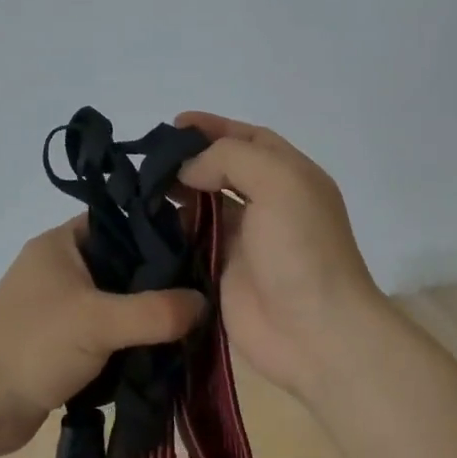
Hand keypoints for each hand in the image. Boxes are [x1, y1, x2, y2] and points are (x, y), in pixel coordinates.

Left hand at [0, 219, 206, 457]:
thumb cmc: (34, 346)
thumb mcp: (99, 322)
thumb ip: (155, 312)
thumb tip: (205, 302)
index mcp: (62, 243)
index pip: (122, 222)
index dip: (160, 231)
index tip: (203, 248)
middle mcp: (62, 267)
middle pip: (124, 264)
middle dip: (161, 281)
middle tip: (208, 292)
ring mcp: (62, 306)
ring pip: (118, 301)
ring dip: (148, 316)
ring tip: (196, 324)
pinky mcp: (64, 341)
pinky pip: (109, 332)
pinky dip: (132, 341)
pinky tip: (167, 351)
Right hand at [173, 111, 390, 401]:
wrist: (315, 333)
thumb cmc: (301, 250)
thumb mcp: (279, 183)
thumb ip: (230, 159)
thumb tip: (189, 170)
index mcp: (290, 177)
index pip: (249, 139)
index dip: (214, 127)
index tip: (174, 125)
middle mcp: (268, 203)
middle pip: (222, 169)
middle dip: (189, 160)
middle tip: (149, 160)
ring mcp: (244, 239)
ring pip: (203, 204)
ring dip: (175, 193)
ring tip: (141, 188)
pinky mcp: (222, 271)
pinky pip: (191, 240)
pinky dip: (171, 229)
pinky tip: (146, 222)